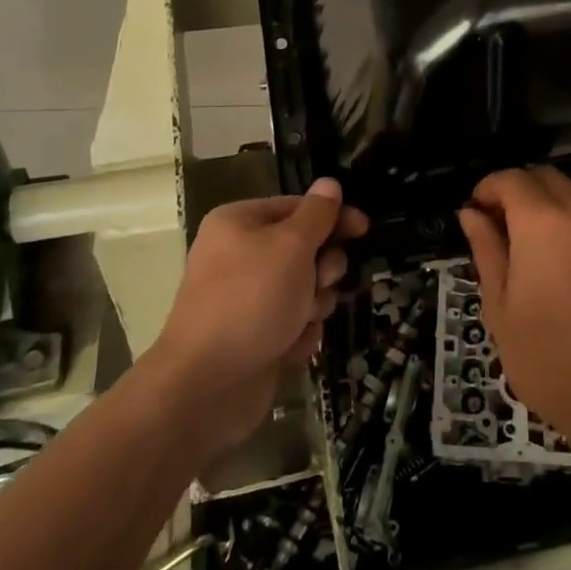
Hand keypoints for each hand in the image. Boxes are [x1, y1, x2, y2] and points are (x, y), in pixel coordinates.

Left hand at [142, 179, 363, 455]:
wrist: (207, 386)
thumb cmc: (251, 300)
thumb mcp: (291, 246)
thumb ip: (317, 214)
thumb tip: (329, 183)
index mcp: (240, 223)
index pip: (297, 206)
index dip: (333, 216)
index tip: (363, 229)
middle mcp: (240, 255)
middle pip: (305, 248)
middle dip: (322, 268)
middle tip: (320, 282)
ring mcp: (247, 298)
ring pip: (306, 288)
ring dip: (314, 303)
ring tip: (300, 320)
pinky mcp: (255, 334)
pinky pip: (294, 322)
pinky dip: (299, 333)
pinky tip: (288, 346)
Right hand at [458, 167, 570, 449]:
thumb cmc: (548, 355)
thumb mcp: (500, 306)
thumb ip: (486, 250)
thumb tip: (471, 214)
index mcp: (541, 221)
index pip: (509, 179)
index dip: (486, 189)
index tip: (474, 214)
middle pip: (543, 178)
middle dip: (516, 190)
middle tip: (497, 227)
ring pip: (570, 196)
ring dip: (544, 206)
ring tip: (526, 251)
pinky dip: (569, 225)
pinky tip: (560, 268)